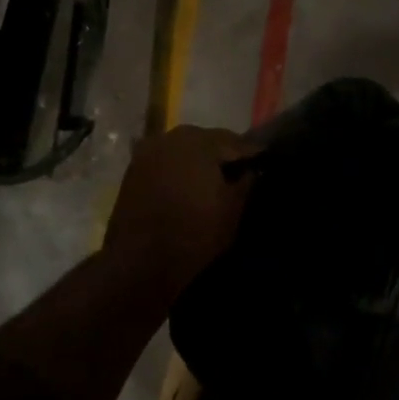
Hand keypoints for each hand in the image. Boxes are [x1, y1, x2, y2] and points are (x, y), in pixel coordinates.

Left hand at [104, 125, 253, 298]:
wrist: (139, 261)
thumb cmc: (194, 233)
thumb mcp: (232, 210)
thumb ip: (246, 183)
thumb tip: (250, 170)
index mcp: (198, 141)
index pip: (234, 141)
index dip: (252, 153)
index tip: (265, 161)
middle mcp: (170, 138)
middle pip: (206, 141)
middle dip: (223, 154)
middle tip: (240, 170)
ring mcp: (147, 153)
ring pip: (182, 151)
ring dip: (198, 161)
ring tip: (214, 180)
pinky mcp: (133, 172)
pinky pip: (165, 164)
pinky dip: (179, 171)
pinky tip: (189, 186)